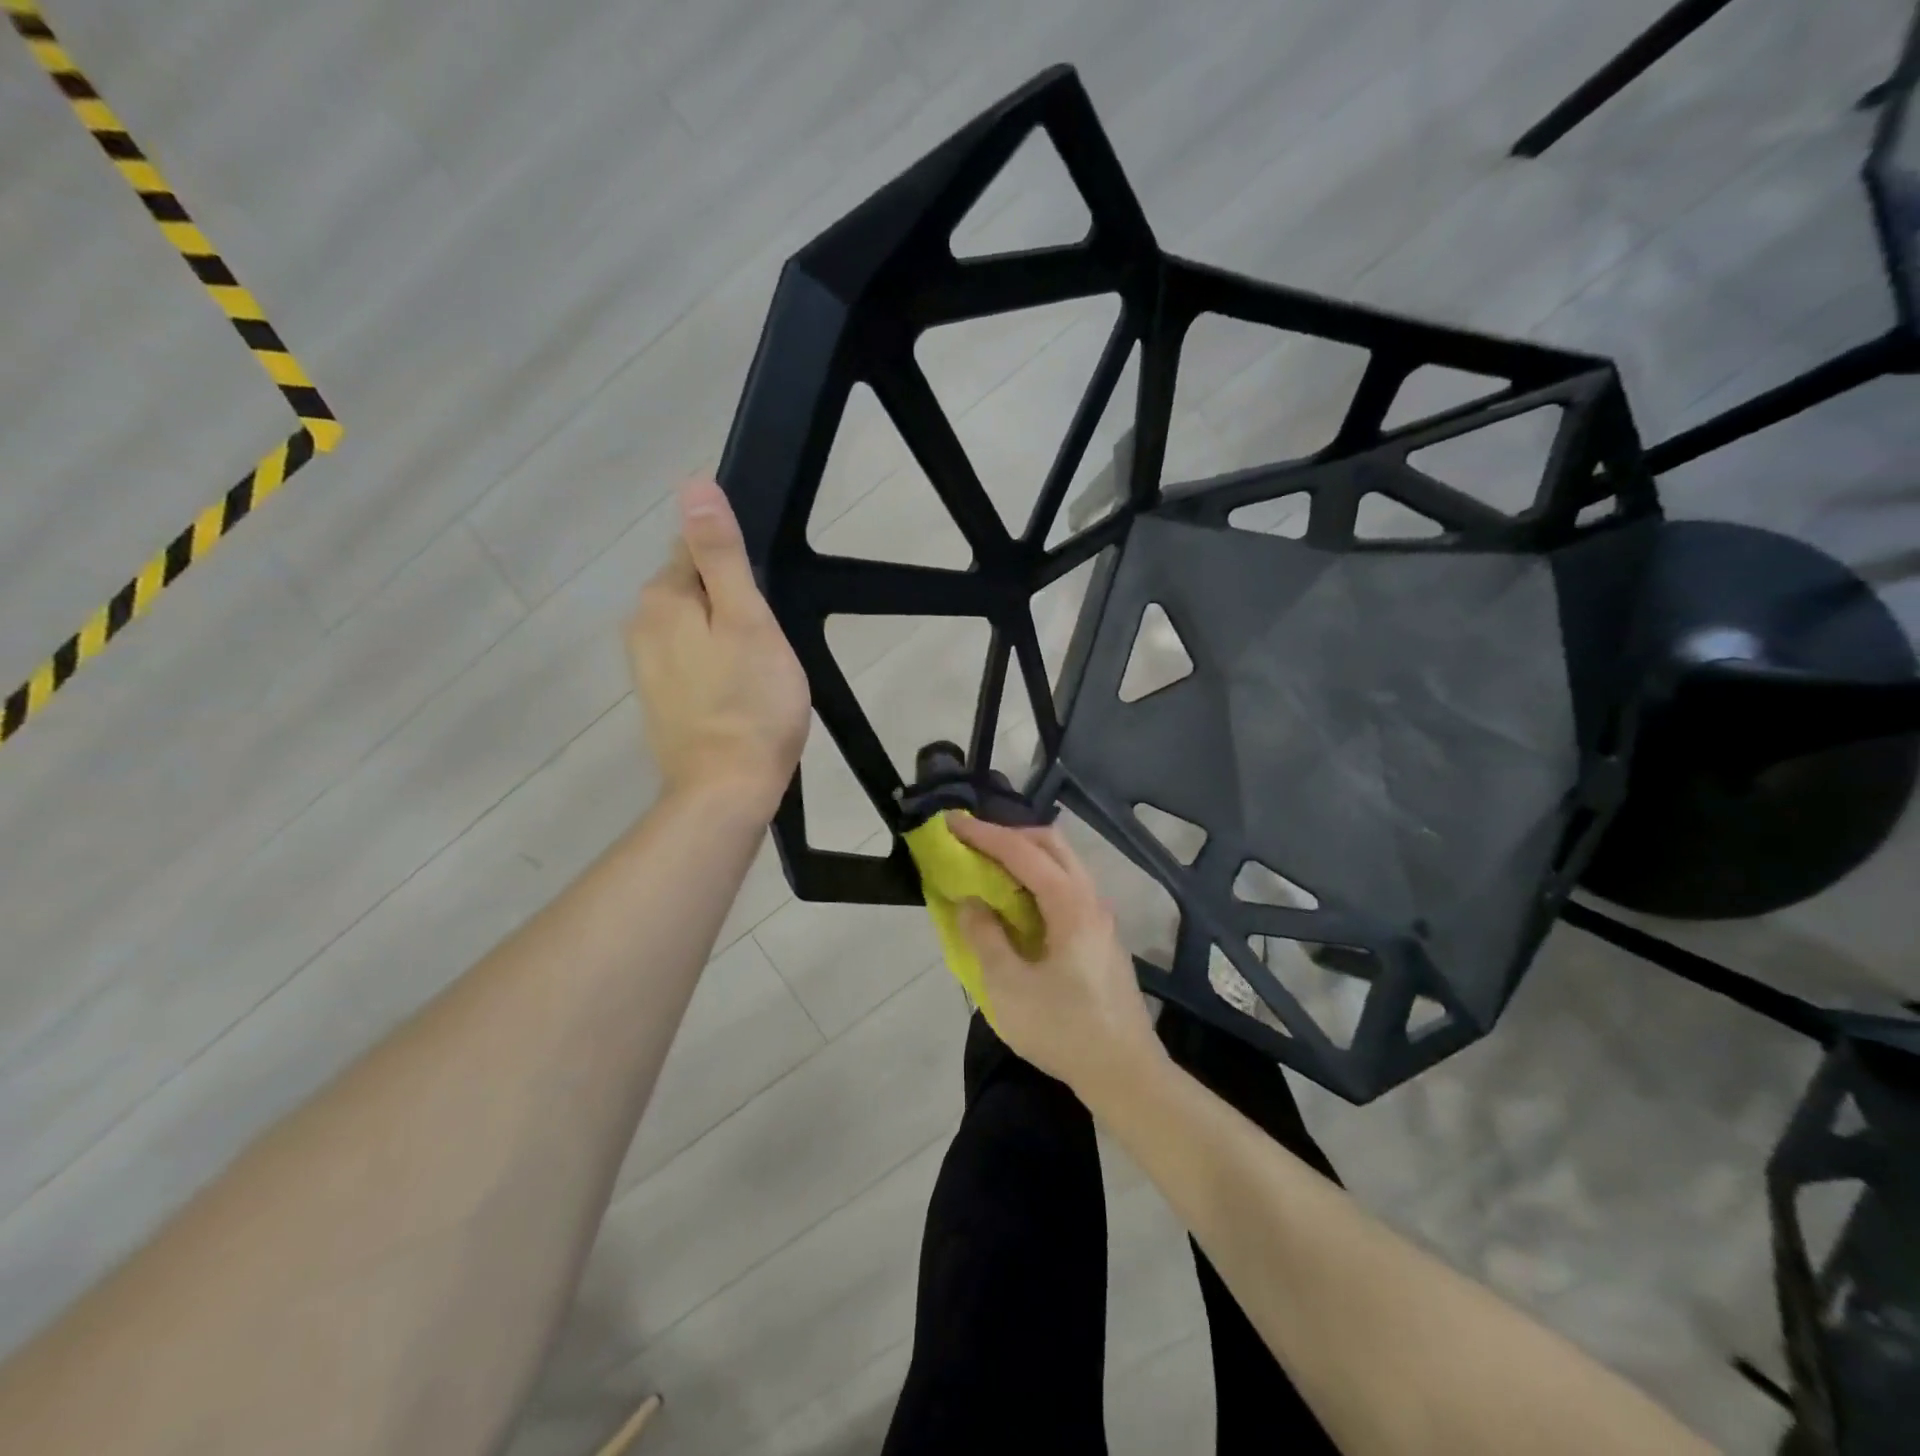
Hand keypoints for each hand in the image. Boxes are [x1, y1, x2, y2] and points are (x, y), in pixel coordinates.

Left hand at [628, 478, 809, 818]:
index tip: (764, 604)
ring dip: (722, 636)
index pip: (695, 550)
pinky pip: (688, 661)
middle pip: (691, 589)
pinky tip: (736, 694)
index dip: (736, 570)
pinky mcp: (657, 699)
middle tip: (767, 644)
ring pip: (692, 627)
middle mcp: (640, 624)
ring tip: (756, 672)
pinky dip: (712, 667)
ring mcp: (644, 666)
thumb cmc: (750, 702)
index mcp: (662, 598)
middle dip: (728, 604)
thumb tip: (694, 486)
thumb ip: (720, 554)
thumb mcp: (747, 619)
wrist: (726, 788)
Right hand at [948, 814, 1165, 1103]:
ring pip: (1063, 865)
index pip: (1023, 852)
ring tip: (989, 868)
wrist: (1126, 1073)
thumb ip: (985, 937)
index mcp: (1070, 904)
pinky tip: (1017, 904)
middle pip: (1052, 845)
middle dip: (1009, 835)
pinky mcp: (1101, 936)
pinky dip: (1038, 880)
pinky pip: (1067, 888)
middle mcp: (1091, 899)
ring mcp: (1101, 917)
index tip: (952, 822)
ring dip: (1025, 857)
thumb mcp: (1009, 987)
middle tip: (973, 843)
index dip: (985, 834)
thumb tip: (971, 902)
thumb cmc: (1064, 1030)